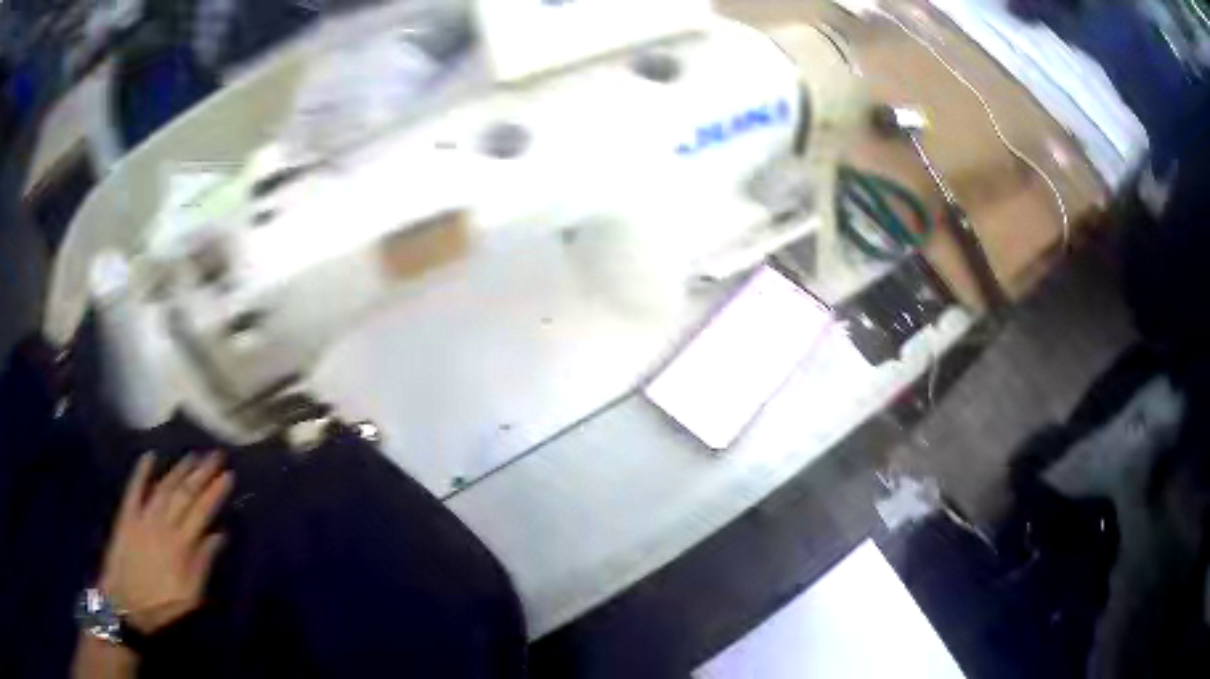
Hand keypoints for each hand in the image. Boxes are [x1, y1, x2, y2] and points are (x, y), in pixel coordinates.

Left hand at [99, 451, 232, 633]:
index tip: (228, 474)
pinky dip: (141, 472)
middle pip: (184, 493)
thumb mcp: (191, 596)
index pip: (201, 511)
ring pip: (163, 487)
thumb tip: (219, 535)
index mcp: (181, 545)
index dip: (215, 492)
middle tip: (215, 455)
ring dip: (178, 470)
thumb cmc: (163, 606)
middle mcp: (162, 524)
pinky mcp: (126, 515)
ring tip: (192, 456)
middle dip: (201, 473)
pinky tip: (150, 456)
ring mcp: (142, 516)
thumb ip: (203, 564)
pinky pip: (134, 488)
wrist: (125, 604)